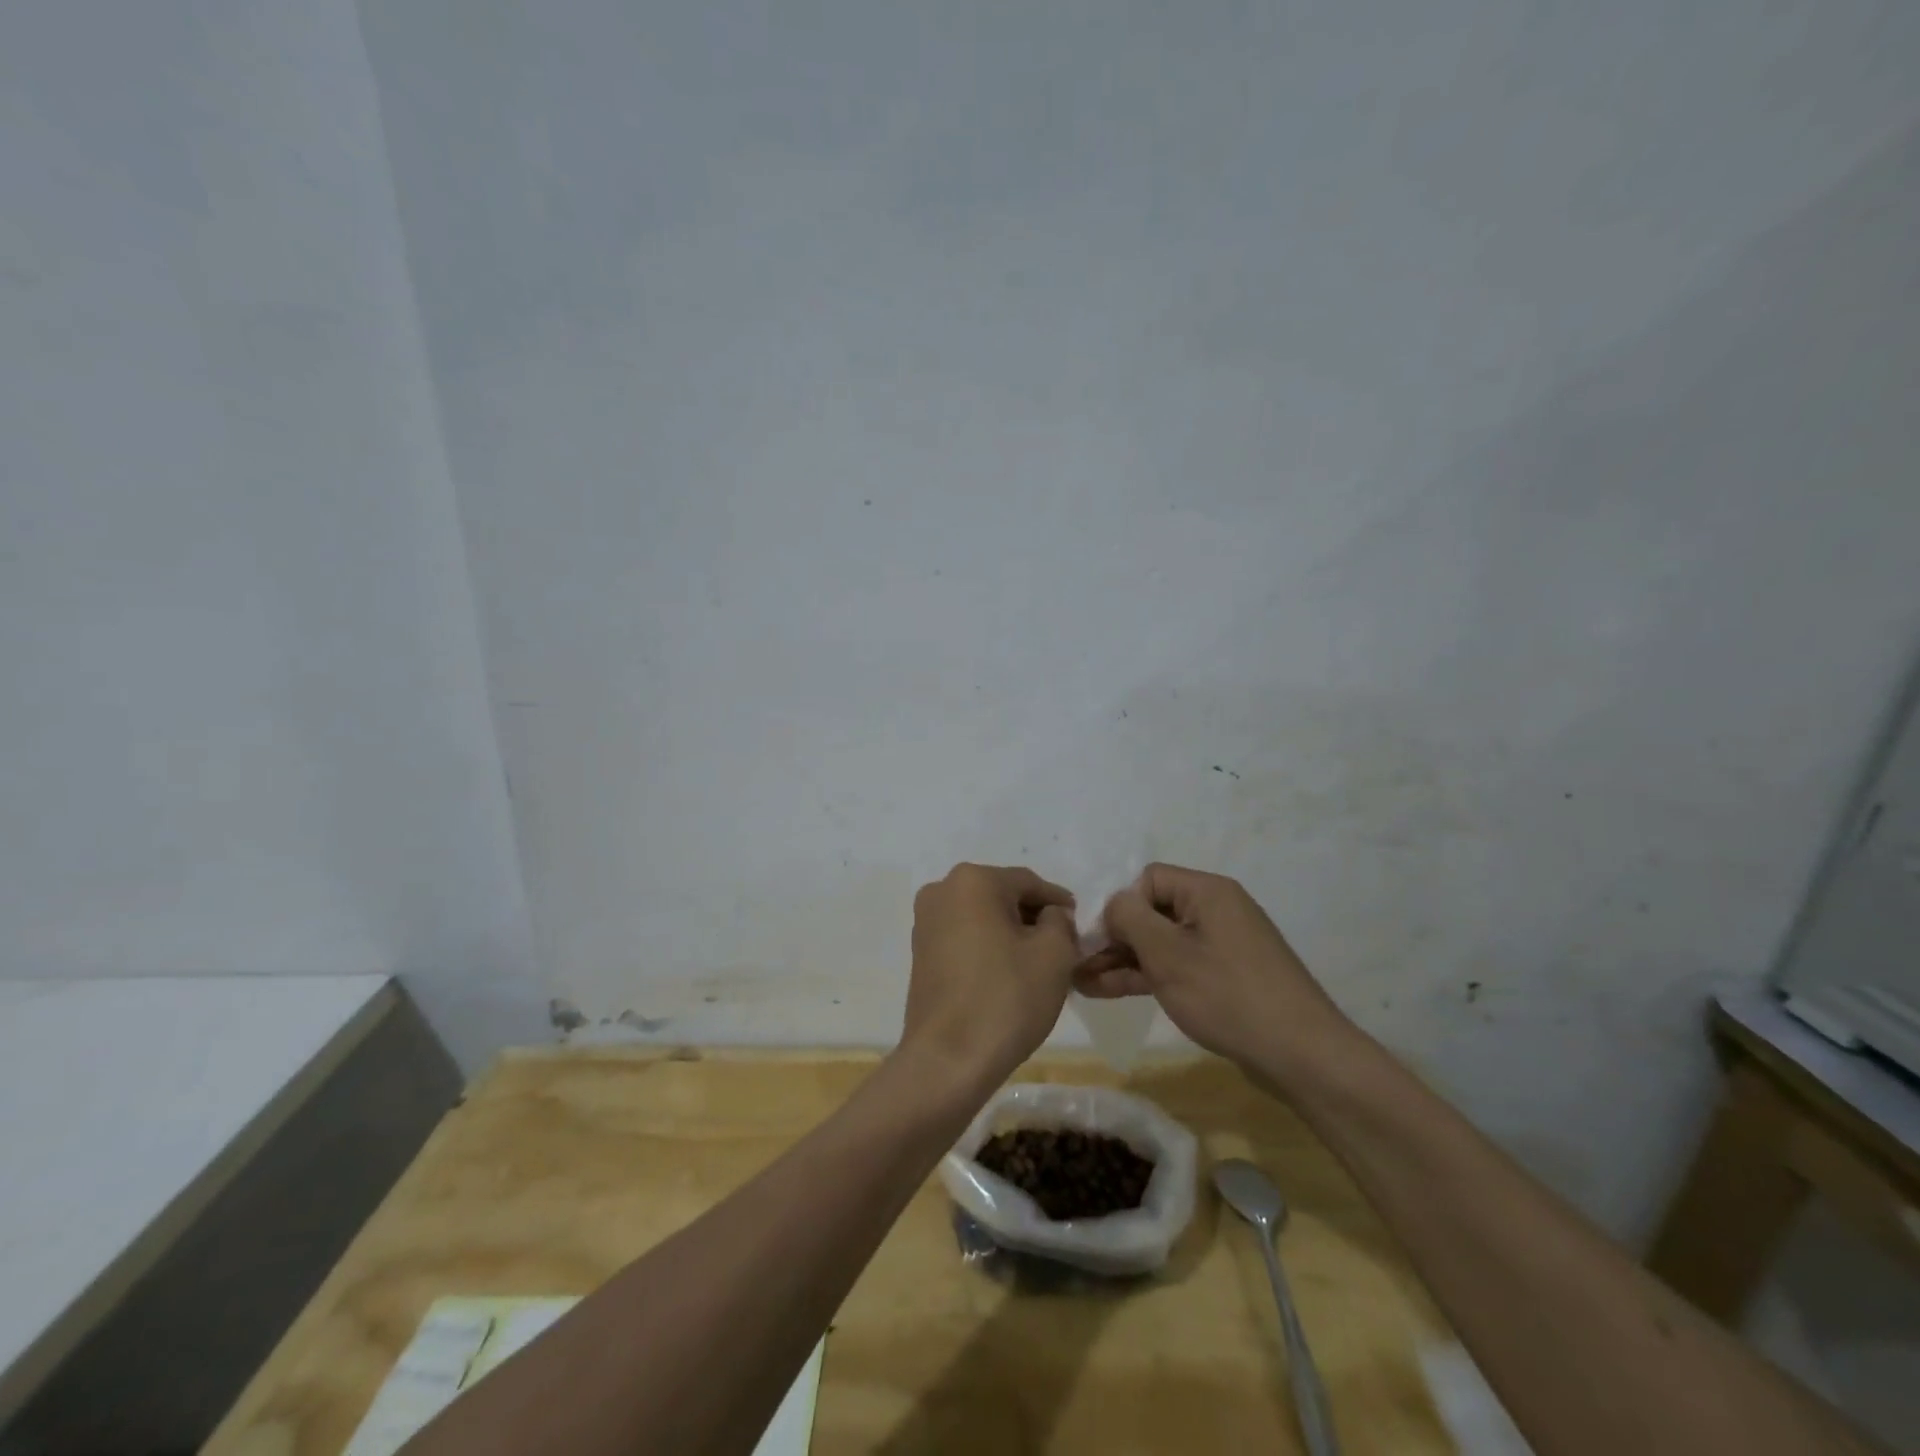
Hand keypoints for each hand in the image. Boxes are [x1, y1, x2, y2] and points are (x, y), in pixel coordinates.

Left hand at [901, 863, 1078, 1089]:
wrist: (948, 1060)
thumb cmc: (1006, 998)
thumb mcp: (1054, 953)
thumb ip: (1060, 921)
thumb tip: (1050, 916)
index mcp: (973, 880)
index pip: (1029, 882)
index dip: (1058, 902)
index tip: (1079, 923)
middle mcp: (941, 890)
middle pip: (1002, 896)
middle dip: (1033, 917)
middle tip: (1063, 945)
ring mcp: (925, 922)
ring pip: (982, 917)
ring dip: (1010, 933)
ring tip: (1038, 963)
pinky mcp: (920, 952)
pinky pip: (964, 938)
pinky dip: (988, 947)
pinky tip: (1008, 974)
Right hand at [1077, 863, 1356, 1079]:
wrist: (1302, 1056)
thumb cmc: (1228, 995)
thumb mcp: (1168, 954)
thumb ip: (1130, 919)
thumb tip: (1113, 903)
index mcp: (1207, 892)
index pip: (1148, 879)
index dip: (1119, 905)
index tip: (1098, 939)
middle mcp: (1215, 910)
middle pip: (1152, 911)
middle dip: (1113, 937)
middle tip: (1076, 963)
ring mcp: (1221, 945)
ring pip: (1161, 943)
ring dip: (1122, 960)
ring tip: (1081, 982)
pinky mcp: (1224, 977)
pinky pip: (1176, 966)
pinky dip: (1146, 976)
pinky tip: (1108, 991)